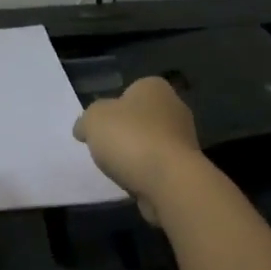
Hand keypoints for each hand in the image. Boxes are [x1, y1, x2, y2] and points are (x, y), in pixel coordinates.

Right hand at [72, 77, 204, 221]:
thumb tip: (84, 129)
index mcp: (154, 88)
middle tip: (105, 148)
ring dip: (136, 155)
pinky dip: (146, 173)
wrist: (169, 181)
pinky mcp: (186, 167)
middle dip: (125, 132)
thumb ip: (86, 120)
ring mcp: (184, 139)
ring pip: (150, 143)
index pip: (129, 91)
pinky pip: (158, 166)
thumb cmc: (130, 138)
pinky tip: (134, 182)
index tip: (100, 126)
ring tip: (118, 169)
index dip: (112, 108)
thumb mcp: (93, 119)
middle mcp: (174, 108)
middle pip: (141, 118)